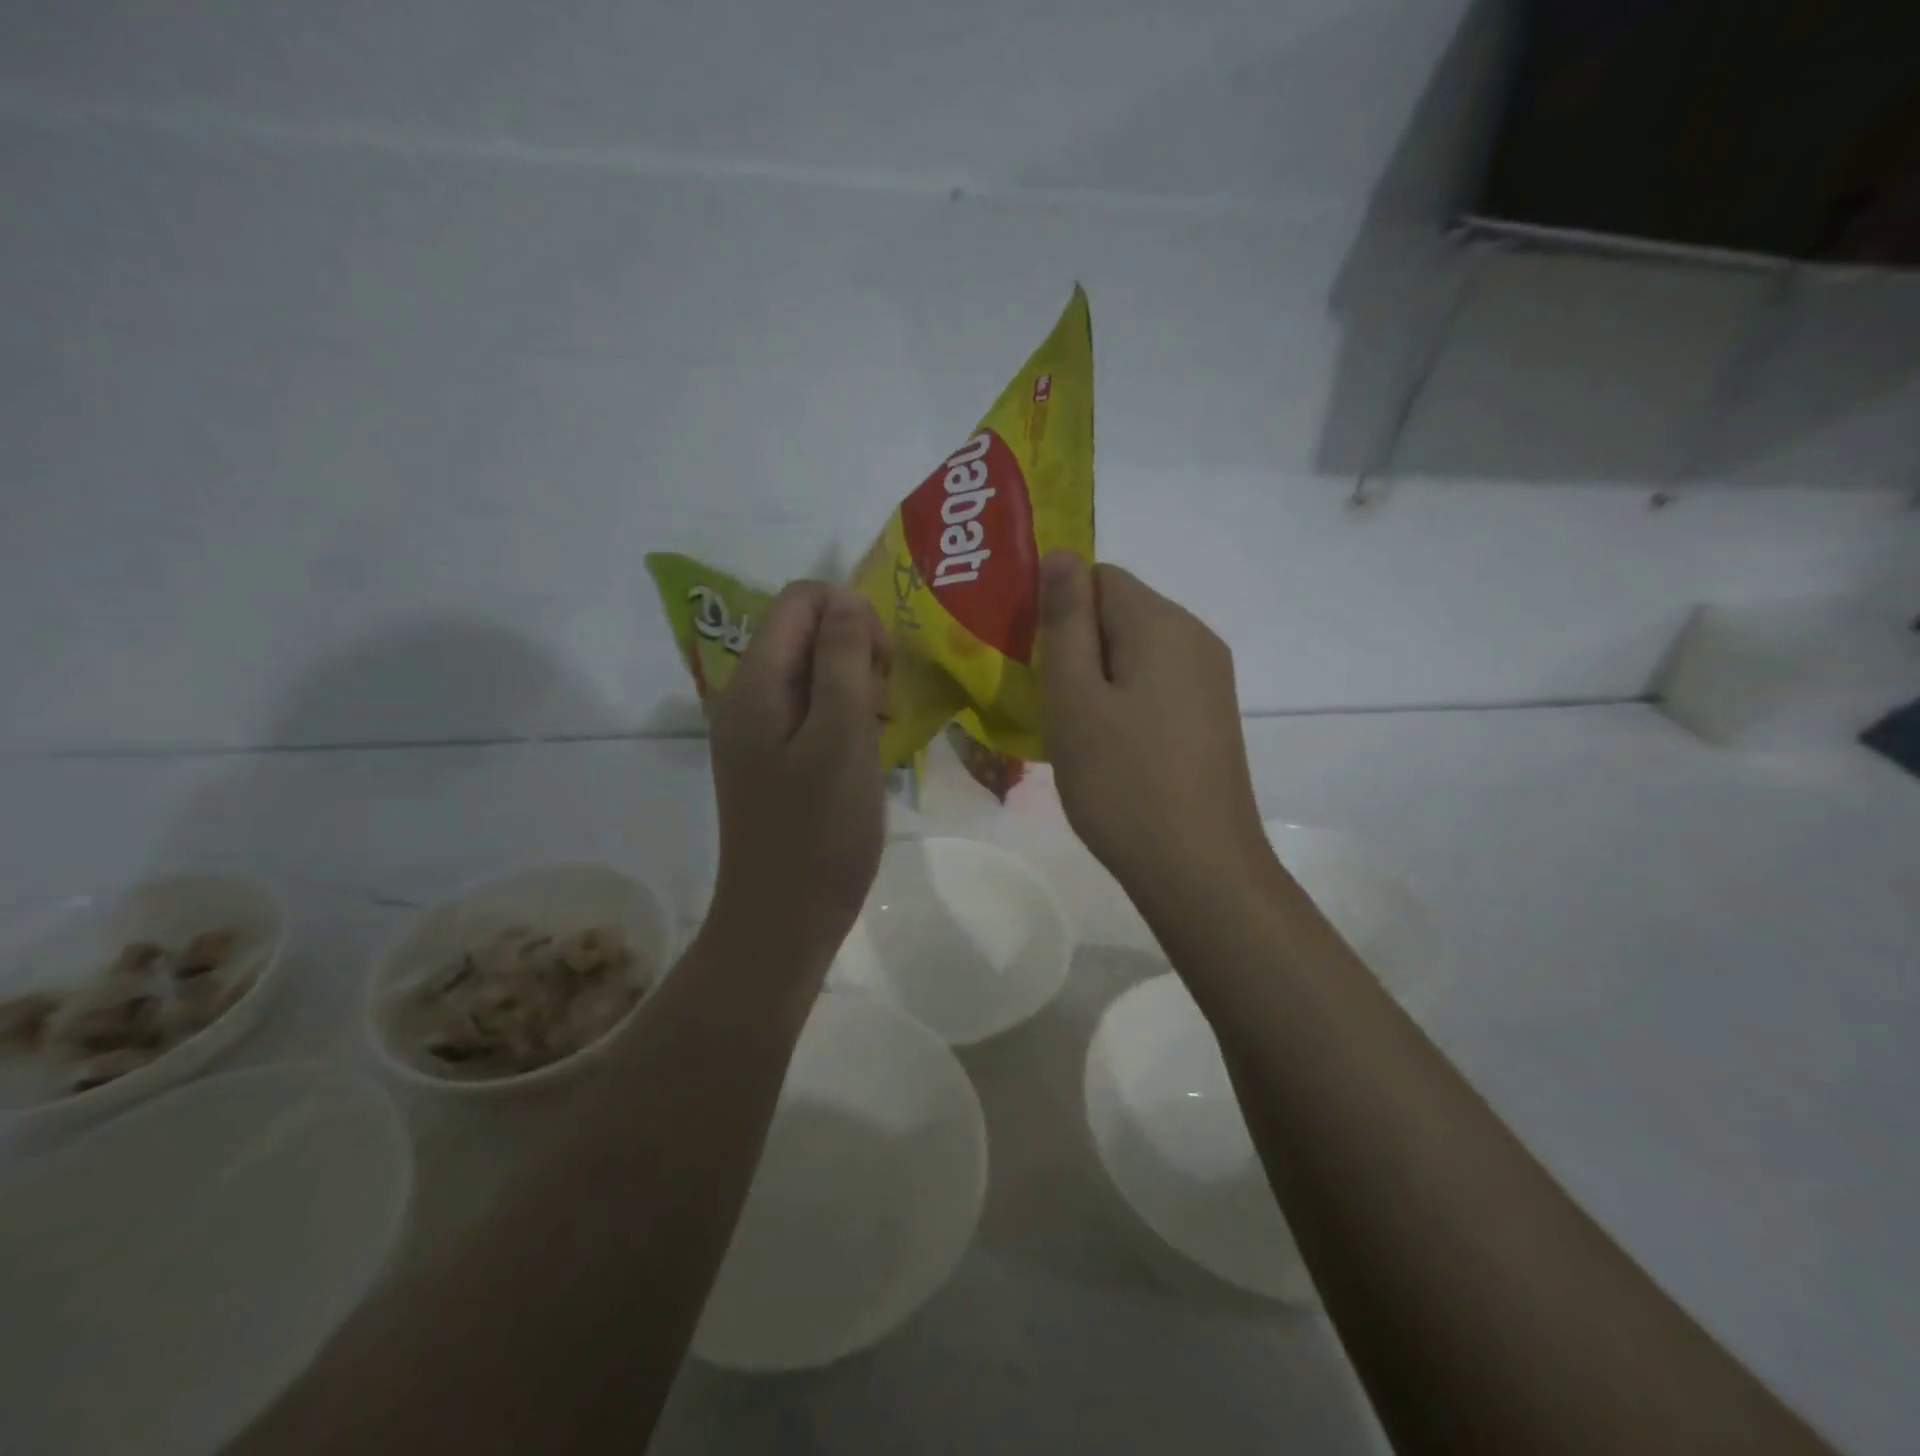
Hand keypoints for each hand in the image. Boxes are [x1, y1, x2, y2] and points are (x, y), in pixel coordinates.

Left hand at [705, 581, 890, 973]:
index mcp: (756, 683)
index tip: (883, 665)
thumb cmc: (819, 832)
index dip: (851, 614)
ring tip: (881, 727)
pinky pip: (811, 710)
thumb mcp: (841, 739)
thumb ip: (843, 662)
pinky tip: (868, 747)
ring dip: (854, 683)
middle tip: (885, 701)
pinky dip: (845, 714)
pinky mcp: (773, 758)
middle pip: (805, 631)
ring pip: (812, 671)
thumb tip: (848, 602)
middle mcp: (748, 696)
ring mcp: (758, 730)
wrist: (782, 921)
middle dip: (855, 648)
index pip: (800, 600)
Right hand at [1038, 552, 1269, 908]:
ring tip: (1071, 729)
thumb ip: (1066, 620)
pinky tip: (1108, 747)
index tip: (1029, 657)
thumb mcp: (1075, 697)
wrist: (1199, 868)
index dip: (1056, 607)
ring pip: (1135, 652)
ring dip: (1096, 677)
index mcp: (1162, 622)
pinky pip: (1155, 685)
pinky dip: (1123, 701)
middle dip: (1075, 645)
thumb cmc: (1122, 781)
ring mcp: (1210, 679)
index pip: (1098, 576)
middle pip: (1119, 613)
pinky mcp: (1211, 716)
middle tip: (1043, 699)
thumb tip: (1061, 552)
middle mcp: (1195, 637)